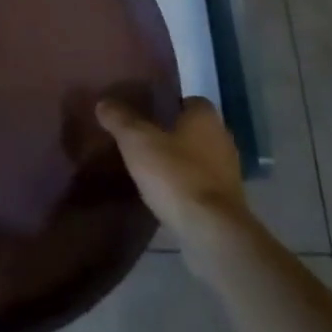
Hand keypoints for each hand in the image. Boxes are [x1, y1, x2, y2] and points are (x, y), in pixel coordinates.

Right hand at [95, 96, 246, 245]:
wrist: (211, 231)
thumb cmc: (175, 175)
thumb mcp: (137, 141)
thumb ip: (120, 119)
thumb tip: (104, 102)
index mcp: (205, 119)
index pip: (190, 101)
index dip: (168, 105)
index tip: (145, 113)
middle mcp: (222, 140)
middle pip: (194, 129)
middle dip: (171, 132)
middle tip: (141, 137)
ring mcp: (228, 173)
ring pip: (198, 157)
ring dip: (179, 160)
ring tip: (148, 166)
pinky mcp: (226, 202)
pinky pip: (201, 183)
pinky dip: (184, 184)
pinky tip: (163, 191)